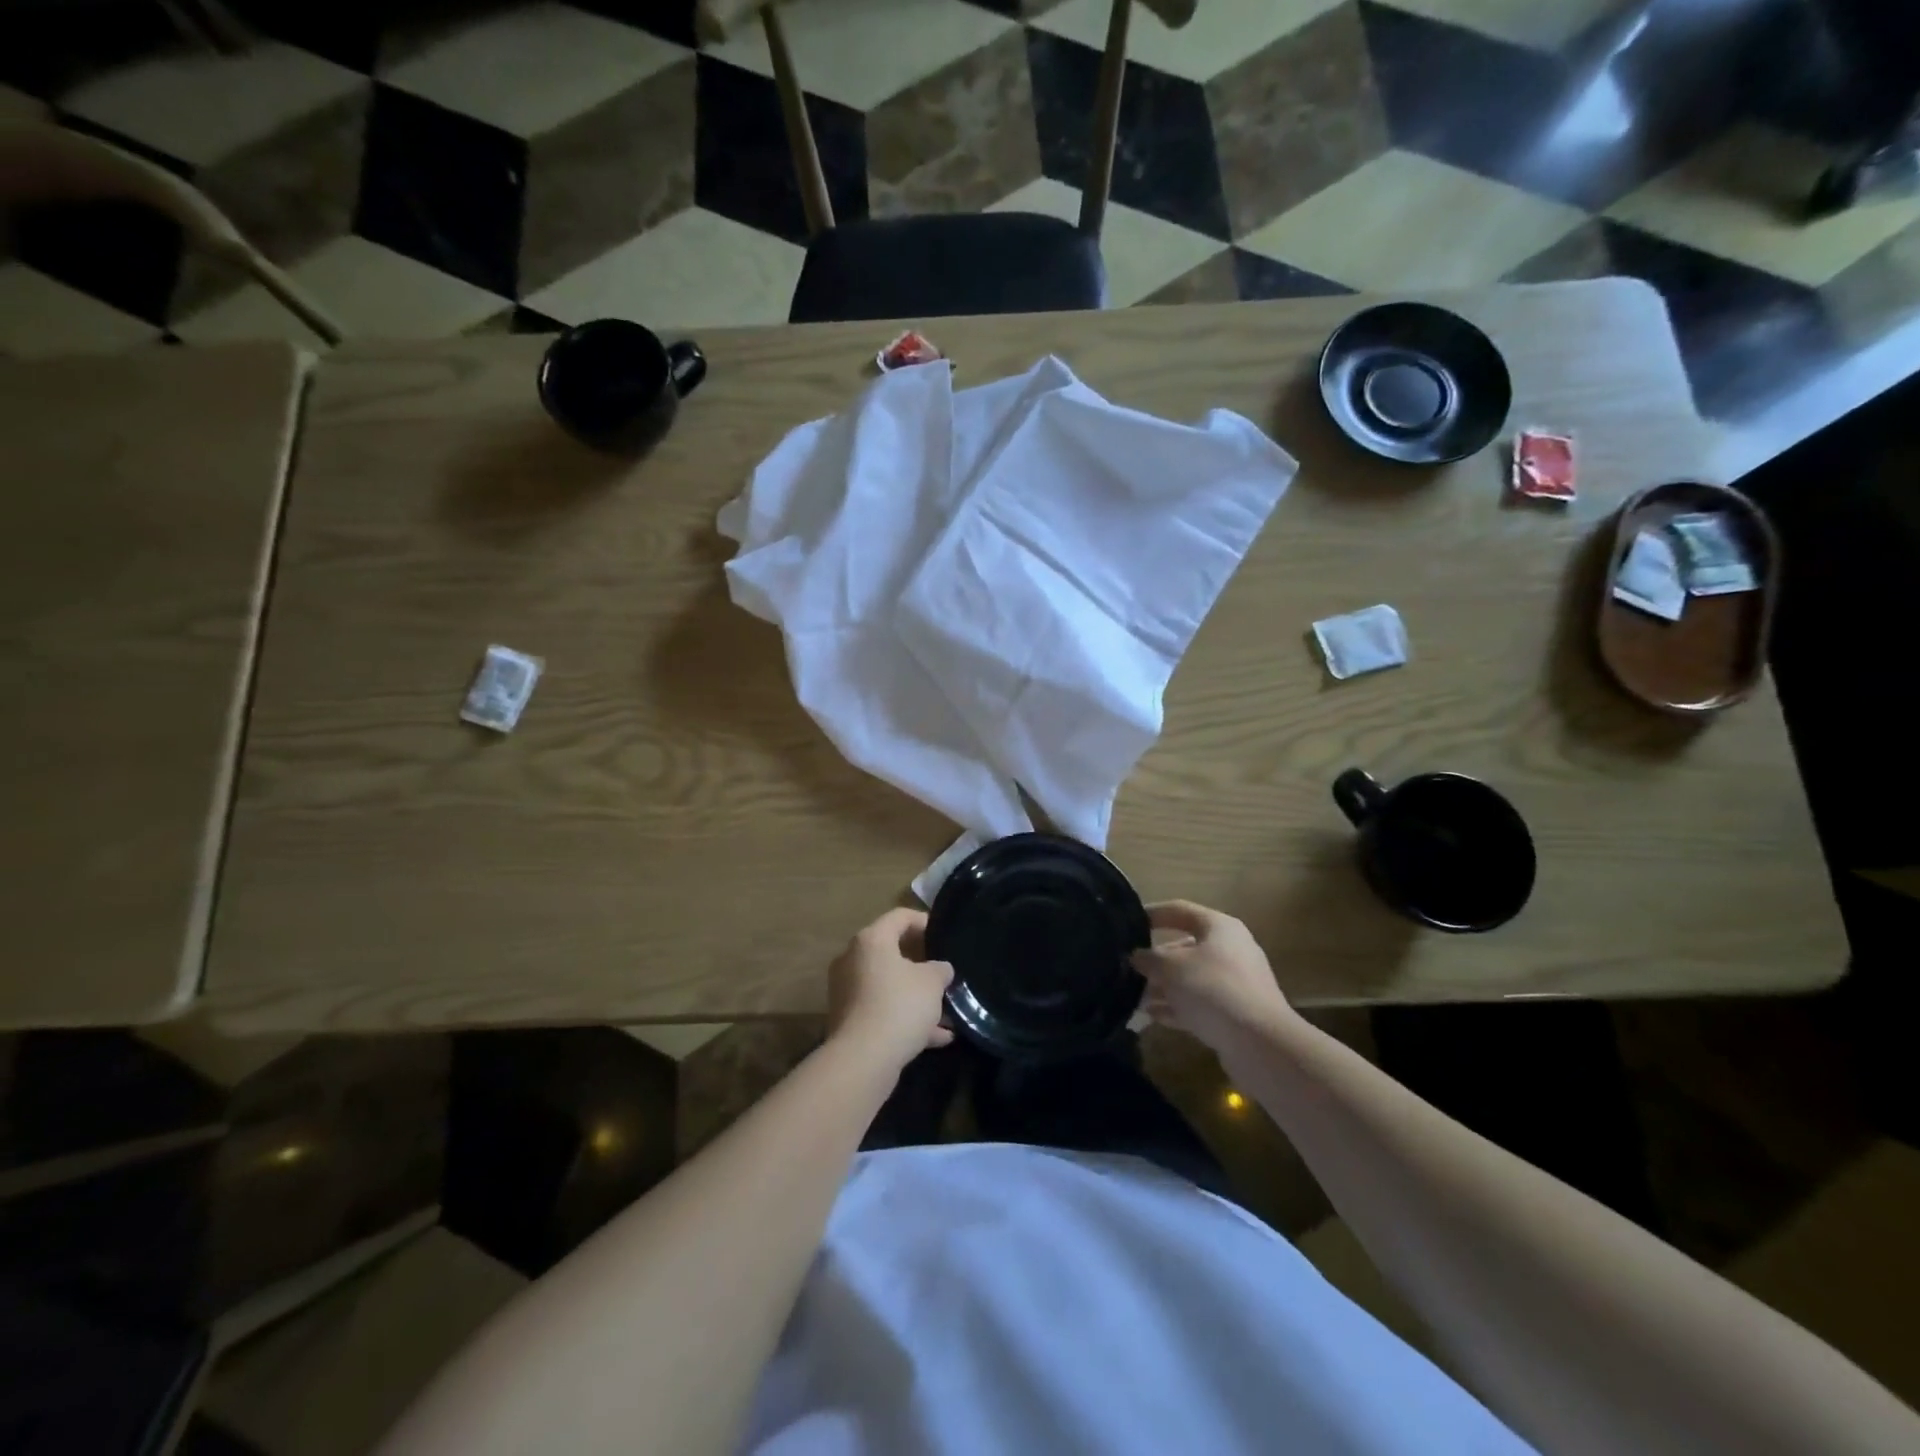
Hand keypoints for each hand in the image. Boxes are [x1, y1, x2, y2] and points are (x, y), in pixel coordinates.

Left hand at [827, 908, 953, 1072]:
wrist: (863, 1059)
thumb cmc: (899, 1005)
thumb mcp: (932, 982)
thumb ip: (939, 969)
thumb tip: (939, 969)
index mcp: (871, 940)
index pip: (900, 917)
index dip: (924, 921)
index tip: (943, 935)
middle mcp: (853, 960)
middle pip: (891, 952)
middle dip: (921, 965)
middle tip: (944, 972)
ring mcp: (848, 991)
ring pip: (889, 986)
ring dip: (917, 998)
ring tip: (948, 1012)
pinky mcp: (849, 1020)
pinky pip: (883, 1011)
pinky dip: (906, 1020)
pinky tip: (938, 1037)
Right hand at [1133, 901, 1292, 1052]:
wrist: (1259, 1043)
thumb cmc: (1212, 989)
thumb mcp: (1171, 968)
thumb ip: (1149, 958)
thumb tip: (1137, 956)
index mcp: (1219, 927)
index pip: (1180, 910)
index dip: (1152, 914)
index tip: (1127, 922)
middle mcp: (1230, 950)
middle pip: (1184, 947)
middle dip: (1155, 959)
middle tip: (1127, 968)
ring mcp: (1235, 983)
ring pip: (1191, 978)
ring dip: (1163, 987)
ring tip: (1134, 997)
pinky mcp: (1235, 1013)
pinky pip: (1200, 1003)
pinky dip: (1177, 1007)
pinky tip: (1152, 1015)